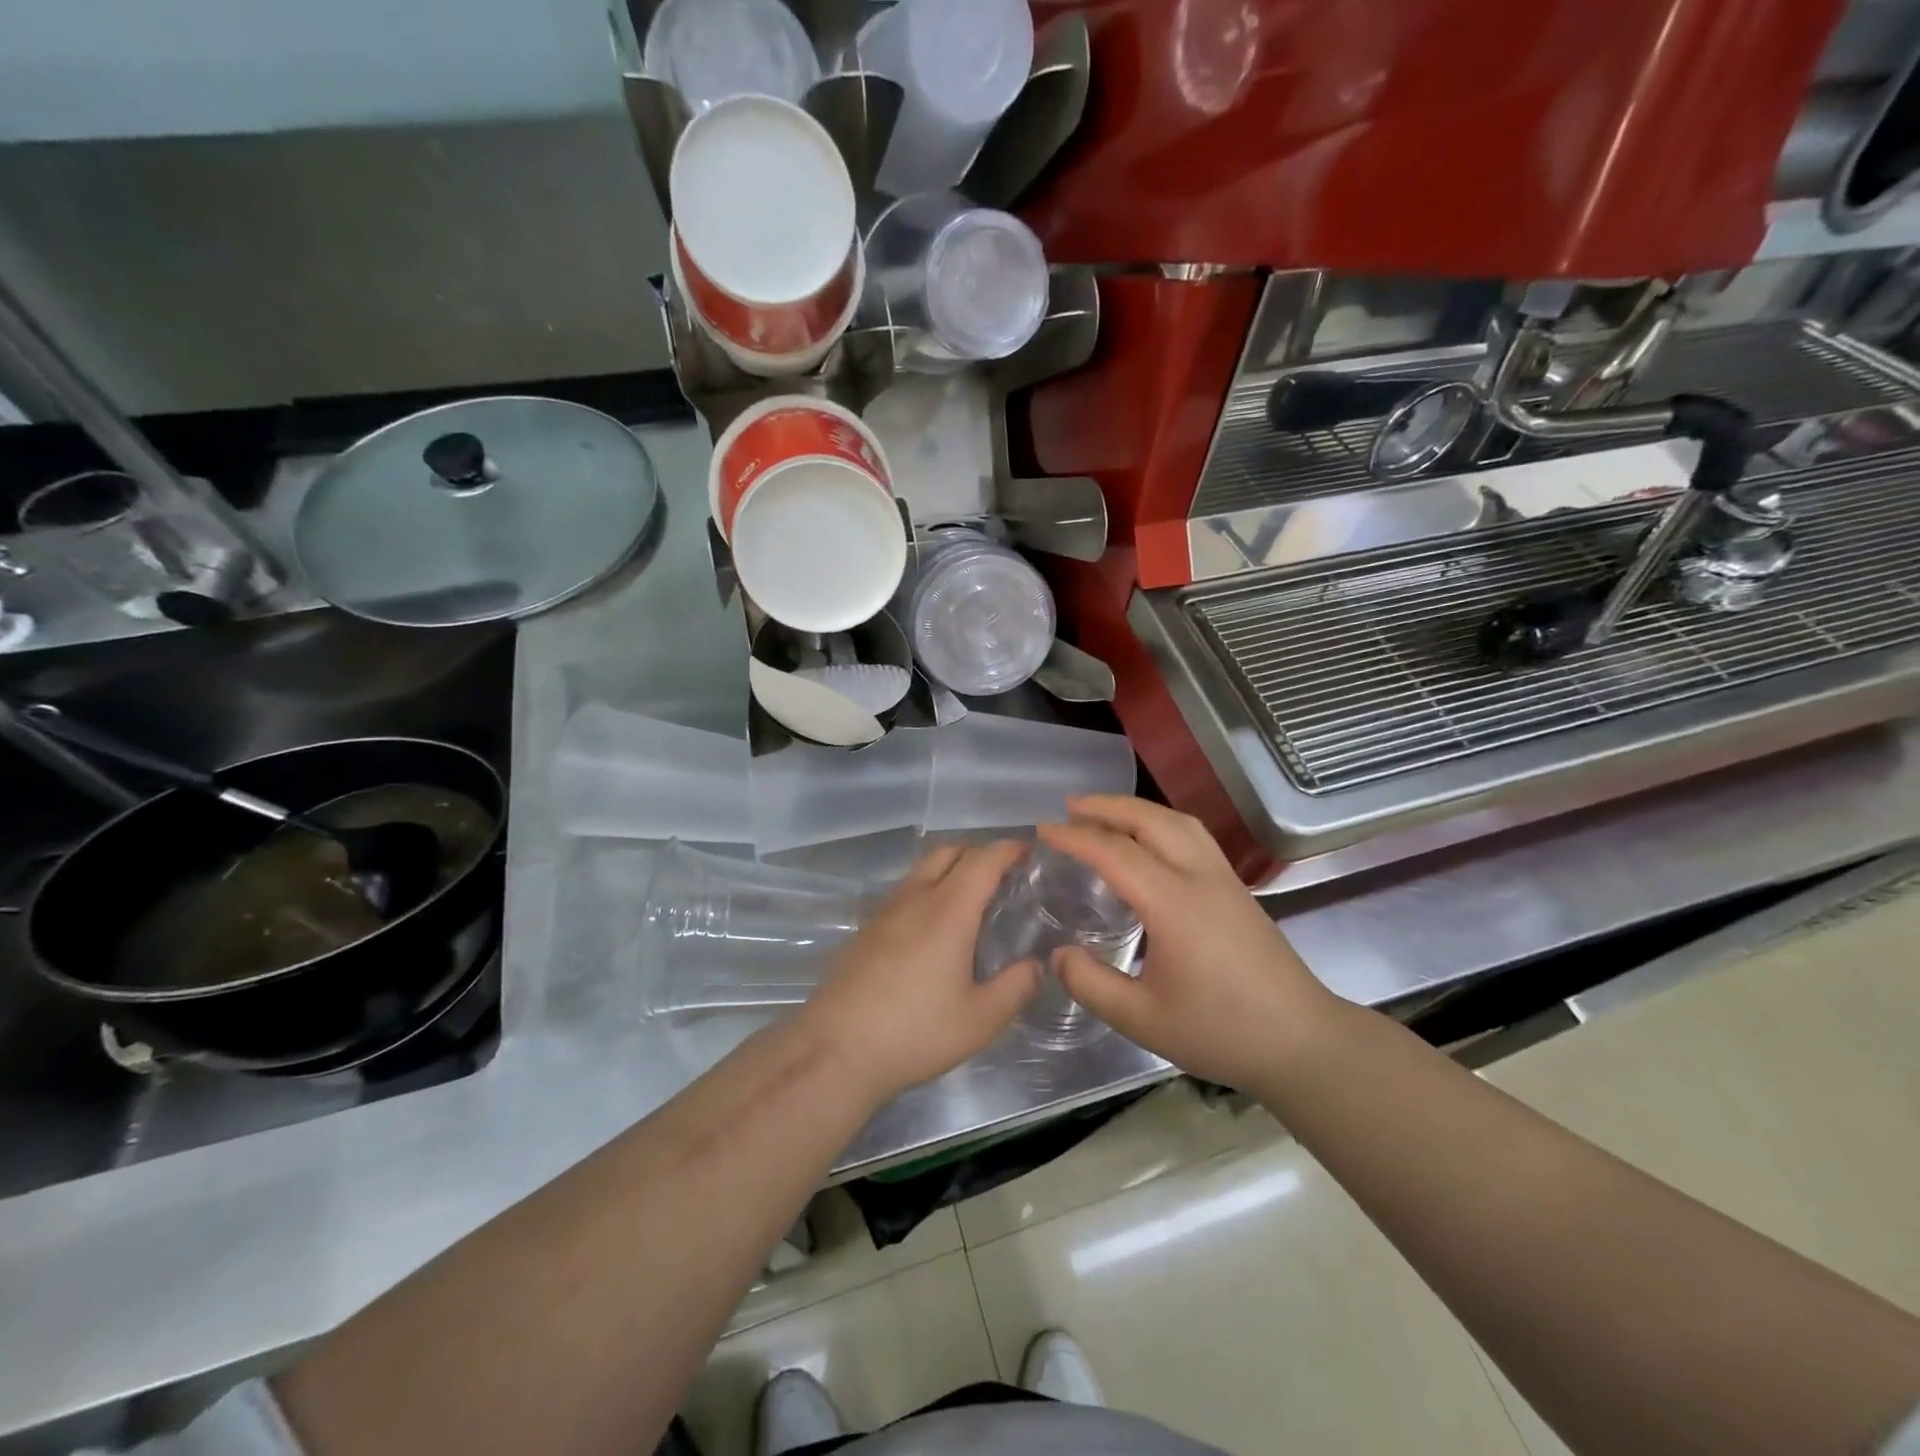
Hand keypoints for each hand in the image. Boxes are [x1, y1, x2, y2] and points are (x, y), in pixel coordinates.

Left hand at [797, 841, 1040, 1106]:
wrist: (835, 1049)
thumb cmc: (915, 1031)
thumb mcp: (980, 1020)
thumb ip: (1017, 987)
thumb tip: (1038, 966)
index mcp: (948, 910)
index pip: (982, 860)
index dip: (1008, 849)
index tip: (1029, 851)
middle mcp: (914, 898)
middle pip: (947, 851)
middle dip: (978, 851)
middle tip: (1003, 875)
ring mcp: (884, 911)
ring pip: (921, 870)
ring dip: (950, 870)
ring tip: (971, 900)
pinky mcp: (865, 930)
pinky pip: (904, 892)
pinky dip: (927, 891)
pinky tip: (933, 929)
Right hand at [1038, 796, 1335, 1092]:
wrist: (1302, 1041)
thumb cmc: (1221, 1031)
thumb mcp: (1143, 1020)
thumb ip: (1092, 985)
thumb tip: (1058, 954)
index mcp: (1174, 904)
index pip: (1116, 852)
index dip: (1075, 837)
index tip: (1043, 831)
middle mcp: (1200, 877)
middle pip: (1150, 820)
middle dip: (1106, 806)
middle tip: (1069, 808)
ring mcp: (1224, 878)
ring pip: (1177, 821)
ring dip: (1136, 809)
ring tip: (1104, 814)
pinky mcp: (1237, 888)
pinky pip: (1193, 835)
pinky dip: (1161, 822)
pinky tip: (1149, 840)